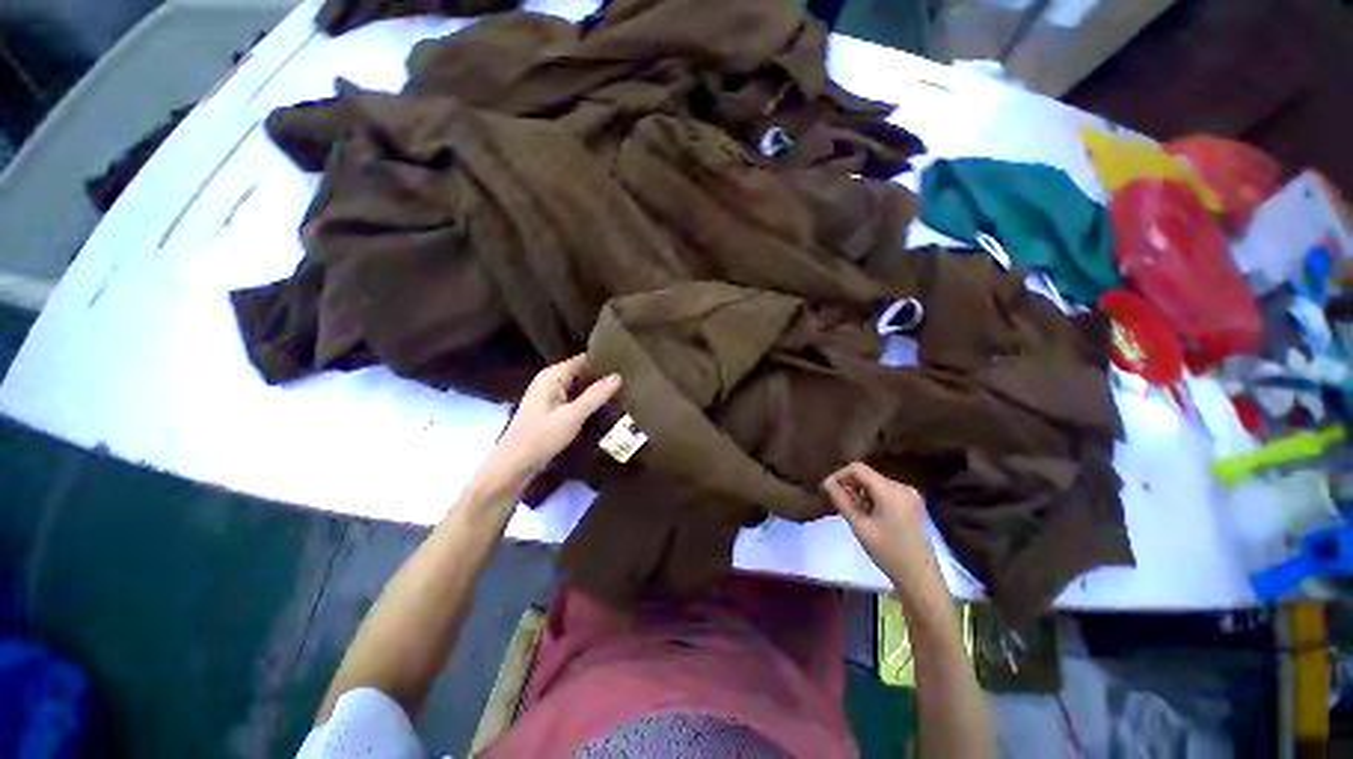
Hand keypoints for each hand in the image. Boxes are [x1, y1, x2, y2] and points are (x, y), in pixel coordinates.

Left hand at [483, 356, 621, 486]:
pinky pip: (574, 400)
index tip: (627, 365)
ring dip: (596, 391)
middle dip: (602, 377)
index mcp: (552, 375)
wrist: (514, 466)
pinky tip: (605, 407)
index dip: (603, 361)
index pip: (583, 360)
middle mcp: (550, 381)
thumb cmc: (541, 437)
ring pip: (579, 388)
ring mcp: (550, 397)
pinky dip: (588, 402)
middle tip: (629, 381)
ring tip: (624, 392)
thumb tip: (618, 376)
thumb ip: (596, 395)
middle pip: (581, 373)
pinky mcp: (551, 411)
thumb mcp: (572, 416)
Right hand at [823, 462, 932, 583]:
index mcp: (890, 490)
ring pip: (875, 483)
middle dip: (850, 486)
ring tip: (855, 513)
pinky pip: (886, 491)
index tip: (828, 490)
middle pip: (867, 475)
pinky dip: (873, 498)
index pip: (857, 468)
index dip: (839, 475)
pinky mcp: (912, 503)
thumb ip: (841, 500)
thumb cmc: (887, 552)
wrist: (920, 577)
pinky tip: (869, 515)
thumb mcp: (859, 526)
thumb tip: (826, 483)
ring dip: (861, 493)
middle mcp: (902, 486)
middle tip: (839, 505)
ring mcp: (910, 494)